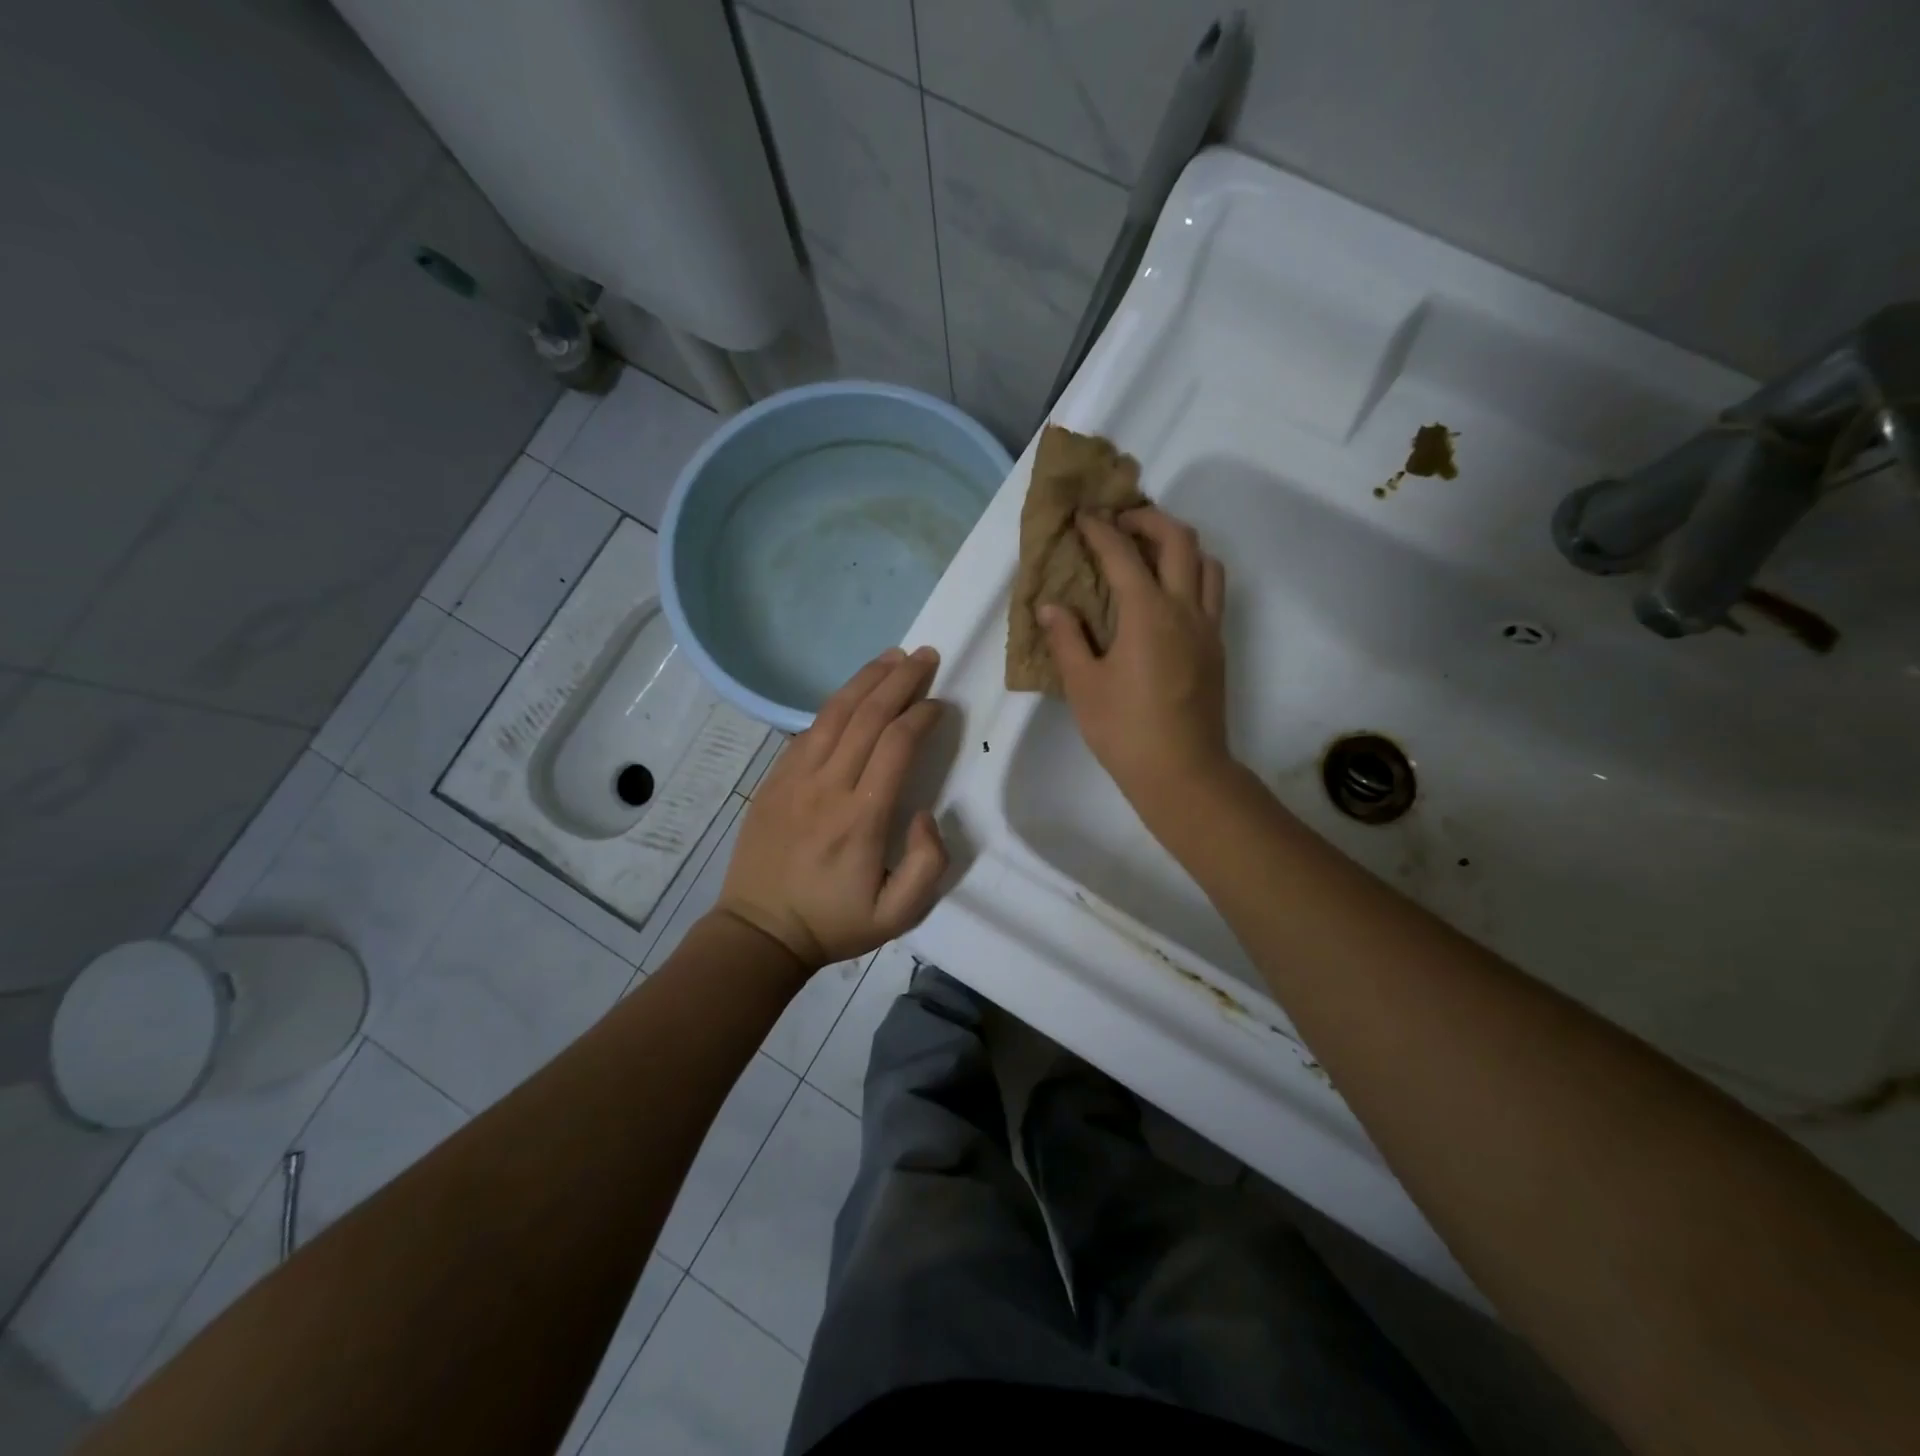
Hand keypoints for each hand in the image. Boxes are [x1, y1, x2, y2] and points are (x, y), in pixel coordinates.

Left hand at [717, 647, 949, 973]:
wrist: (760, 932)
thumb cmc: (834, 923)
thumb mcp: (898, 916)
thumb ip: (928, 864)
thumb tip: (925, 814)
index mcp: (861, 818)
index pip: (896, 745)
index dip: (921, 716)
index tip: (940, 705)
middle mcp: (827, 787)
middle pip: (867, 716)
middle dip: (900, 680)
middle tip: (925, 655)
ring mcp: (795, 779)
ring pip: (834, 713)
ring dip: (866, 680)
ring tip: (893, 657)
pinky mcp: (774, 780)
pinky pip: (808, 730)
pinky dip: (835, 705)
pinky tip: (853, 693)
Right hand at [1039, 507, 1231, 811]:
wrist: (1183, 773)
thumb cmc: (1125, 731)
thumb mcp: (1083, 687)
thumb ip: (1066, 640)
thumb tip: (1051, 607)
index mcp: (1147, 613)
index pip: (1123, 554)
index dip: (1101, 529)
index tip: (1083, 517)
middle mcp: (1184, 609)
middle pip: (1179, 540)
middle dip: (1148, 520)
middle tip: (1119, 524)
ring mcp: (1207, 628)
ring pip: (1206, 563)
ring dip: (1179, 545)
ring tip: (1148, 554)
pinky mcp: (1216, 648)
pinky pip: (1212, 592)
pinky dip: (1191, 575)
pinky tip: (1165, 597)